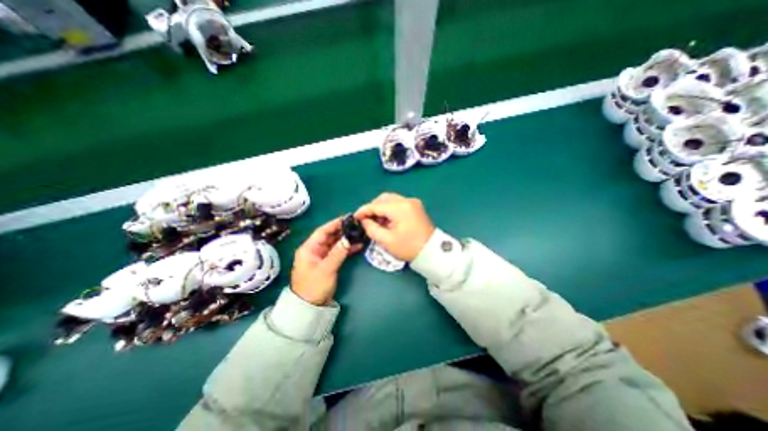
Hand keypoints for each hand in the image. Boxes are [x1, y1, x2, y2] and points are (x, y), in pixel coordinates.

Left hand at [294, 217, 361, 304]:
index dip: (334, 224)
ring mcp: (322, 256)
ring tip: (359, 233)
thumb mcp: (326, 269)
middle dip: (342, 230)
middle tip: (356, 224)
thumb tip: (348, 238)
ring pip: (335, 243)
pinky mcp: (328, 263)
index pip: (322, 231)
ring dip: (346, 239)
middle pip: (330, 236)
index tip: (347, 218)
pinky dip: (347, 249)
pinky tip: (358, 246)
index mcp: (309, 248)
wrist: (310, 307)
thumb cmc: (314, 286)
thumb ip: (337, 253)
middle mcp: (315, 250)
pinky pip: (338, 252)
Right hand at [355, 193, 434, 260]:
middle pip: (384, 198)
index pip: (376, 205)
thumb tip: (364, 221)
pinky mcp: (415, 206)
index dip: (363, 211)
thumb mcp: (386, 241)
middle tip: (366, 220)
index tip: (355, 217)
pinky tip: (387, 220)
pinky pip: (398, 203)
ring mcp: (413, 202)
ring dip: (381, 208)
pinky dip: (389, 210)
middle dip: (373, 207)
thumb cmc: (409, 248)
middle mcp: (407, 200)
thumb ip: (371, 228)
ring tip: (377, 222)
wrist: (432, 252)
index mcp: (400, 208)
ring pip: (390, 200)